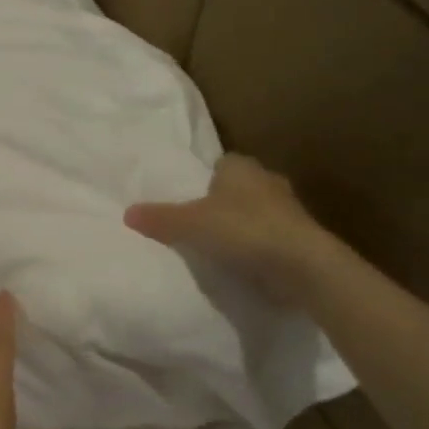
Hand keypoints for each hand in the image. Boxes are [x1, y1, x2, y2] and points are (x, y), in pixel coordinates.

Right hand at [124, 154, 334, 304]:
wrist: (302, 265)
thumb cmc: (244, 230)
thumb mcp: (190, 224)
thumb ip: (159, 218)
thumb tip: (126, 212)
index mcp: (241, 167)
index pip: (221, 164)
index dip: (205, 179)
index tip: (190, 198)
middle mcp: (268, 181)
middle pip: (239, 188)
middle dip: (224, 202)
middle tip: (199, 224)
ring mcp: (289, 211)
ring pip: (257, 212)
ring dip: (243, 226)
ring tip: (219, 247)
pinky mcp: (301, 239)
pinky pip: (271, 238)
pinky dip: (258, 248)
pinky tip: (243, 265)